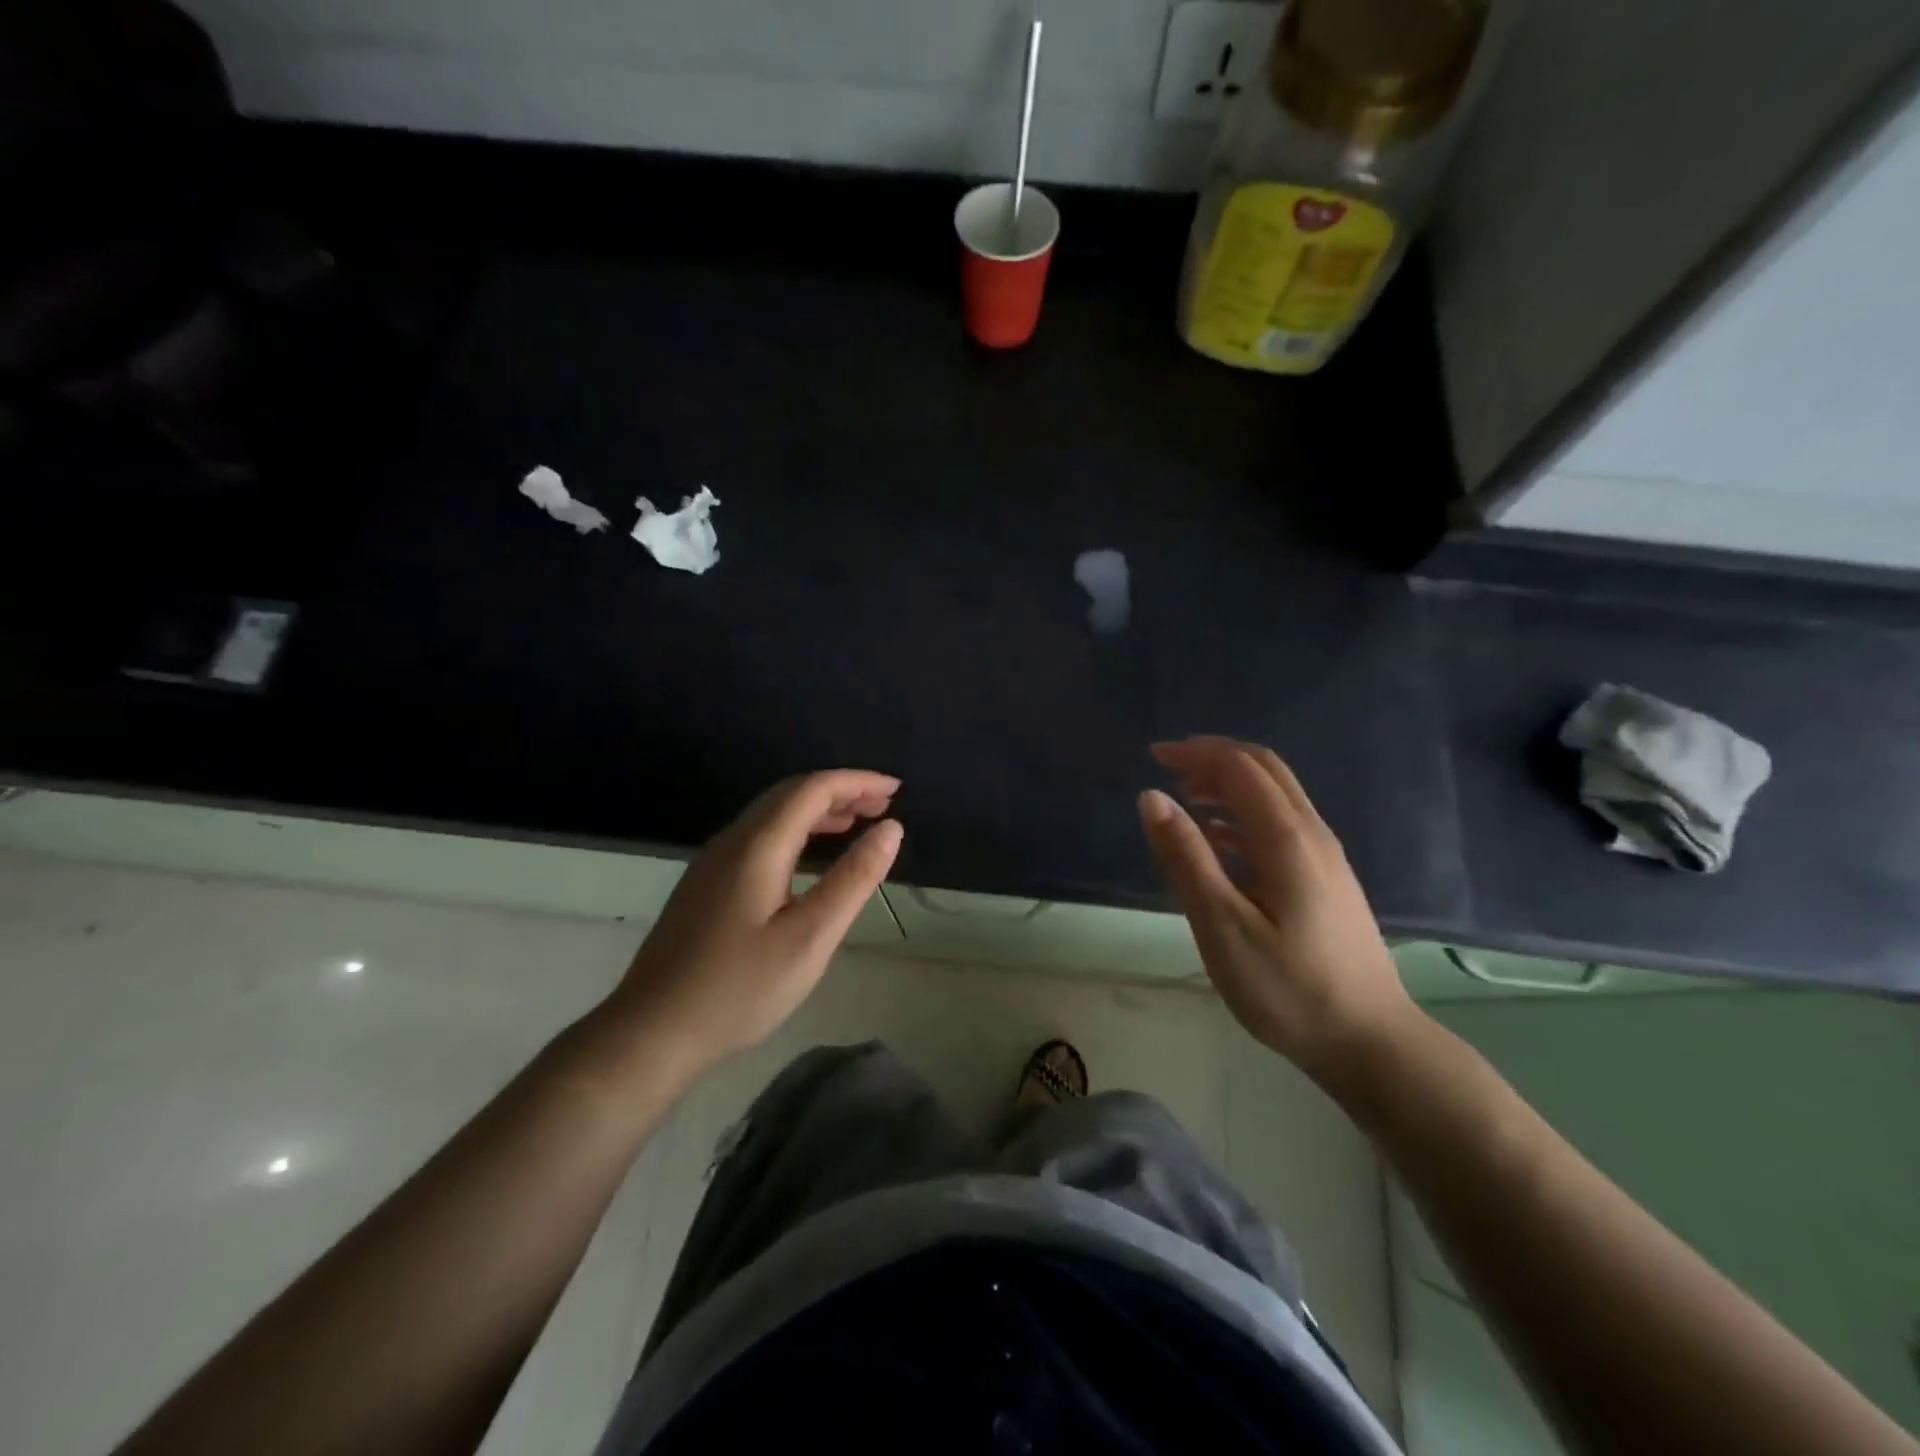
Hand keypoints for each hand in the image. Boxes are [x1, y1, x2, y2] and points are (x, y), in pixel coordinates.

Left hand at [605, 771, 903, 1078]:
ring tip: (856, 823)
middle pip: (790, 794)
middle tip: (883, 804)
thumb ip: (853, 879)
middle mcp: (731, 842)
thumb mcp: (810, 937)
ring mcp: (712, 863)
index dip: (857, 782)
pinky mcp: (705, 885)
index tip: (896, 789)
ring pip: (771, 815)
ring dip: (817, 810)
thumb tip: (891, 829)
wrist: (651, 1033)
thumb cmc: (739, 989)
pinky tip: (809, 858)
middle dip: (840, 791)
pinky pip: (758, 837)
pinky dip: (795, 831)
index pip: (812, 789)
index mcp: (757, 846)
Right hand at [1139, 737, 1416, 1086]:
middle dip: (1214, 757)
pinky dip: (1243, 814)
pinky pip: (1281, 824)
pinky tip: (1218, 841)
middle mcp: (1312, 834)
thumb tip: (1152, 797)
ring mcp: (1325, 856)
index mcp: (1287, 839)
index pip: (1240, 768)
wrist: (1371, 1042)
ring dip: (1229, 784)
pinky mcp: (1327, 878)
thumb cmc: (1288, 988)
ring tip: (1184, 800)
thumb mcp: (1222, 927)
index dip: (1196, 753)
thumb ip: (1186, 858)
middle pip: (1265, 770)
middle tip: (1168, 767)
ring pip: (1276, 795)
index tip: (1153, 756)